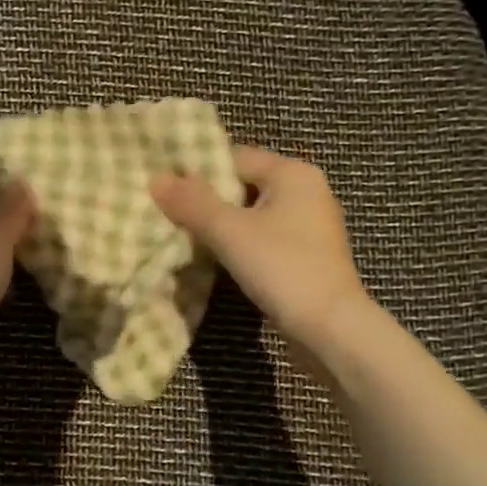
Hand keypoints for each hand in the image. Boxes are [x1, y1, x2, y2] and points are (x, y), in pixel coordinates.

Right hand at [151, 147, 368, 359]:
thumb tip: (156, 179)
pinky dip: (239, 244)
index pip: (235, 157)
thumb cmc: (282, 267)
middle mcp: (306, 191)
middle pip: (243, 184)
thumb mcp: (229, 232)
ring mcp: (310, 225)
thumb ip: (192, 203)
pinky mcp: (307, 255)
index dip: (197, 171)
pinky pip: (264, 237)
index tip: (164, 188)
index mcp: (293, 173)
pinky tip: (216, 258)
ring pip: (252, 214)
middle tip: (167, 212)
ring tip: (184, 235)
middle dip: (206, 199)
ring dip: (221, 225)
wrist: (329, 328)